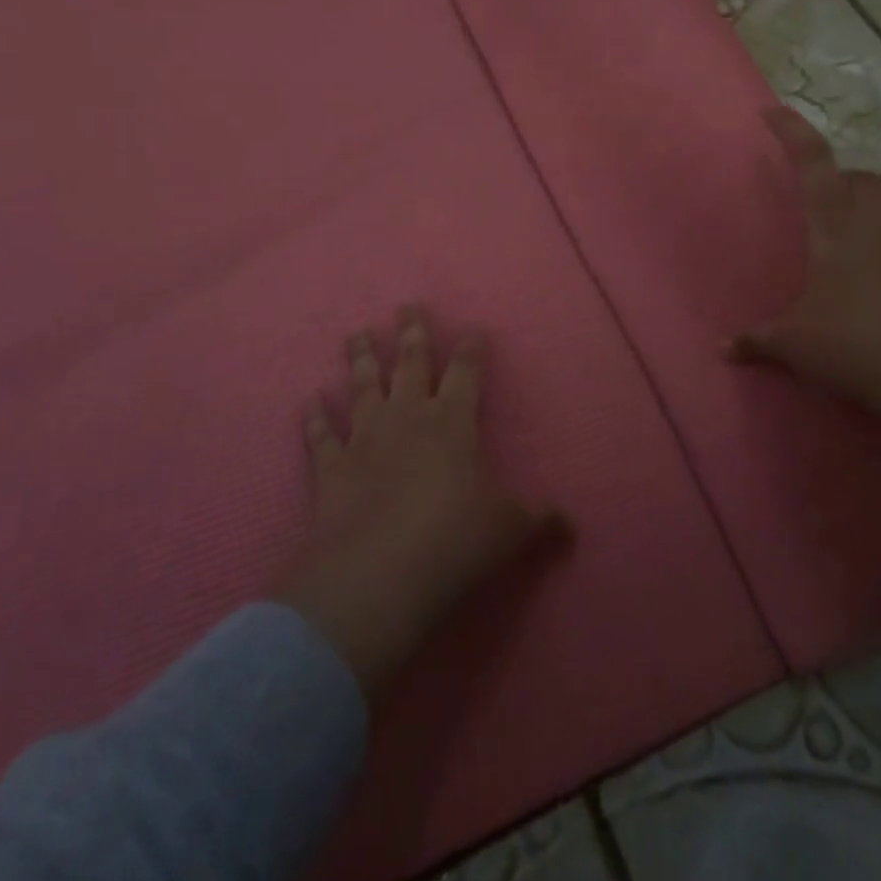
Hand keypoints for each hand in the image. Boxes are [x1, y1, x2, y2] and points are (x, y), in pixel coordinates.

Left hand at [277, 307, 566, 694]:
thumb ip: (538, 521)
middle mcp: (407, 417)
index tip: (473, 329)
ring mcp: (365, 438)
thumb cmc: (452, 543)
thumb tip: (571, 525)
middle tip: (407, 306)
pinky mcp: (330, 467)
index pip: (466, 372)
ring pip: (363, 386)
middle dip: (412, 333)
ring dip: (360, 358)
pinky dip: (314, 417)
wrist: (376, 575)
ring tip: (357, 332)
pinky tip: (309, 399)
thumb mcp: (509, 532)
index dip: (471, 348)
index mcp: (453, 422)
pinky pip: (321, 435)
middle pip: (410, 363)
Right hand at [730, 107, 880, 450]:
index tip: (772, 112)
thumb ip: (758, 340)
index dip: (791, 132)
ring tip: (850, 252)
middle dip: (837, 184)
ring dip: (869, 217)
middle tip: (818, 210)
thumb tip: (723, 350)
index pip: (812, 161)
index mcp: (837, 224)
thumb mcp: (796, 345)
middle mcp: (880, 221)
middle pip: (859, 180)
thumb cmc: (855, 344)